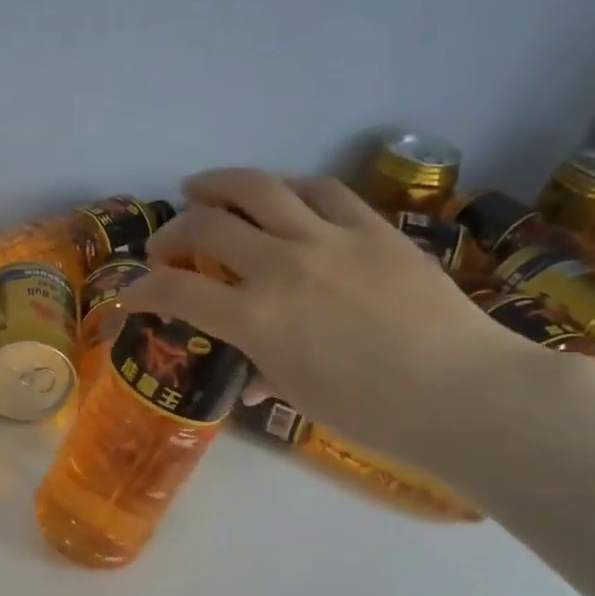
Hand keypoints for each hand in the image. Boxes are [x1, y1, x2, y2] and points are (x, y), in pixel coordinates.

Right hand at [120, 170, 542, 467]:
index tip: (131, 294)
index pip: (175, 291)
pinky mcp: (373, 226)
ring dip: (217, 184)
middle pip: (207, 226)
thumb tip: (248, 379)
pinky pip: (320, 189)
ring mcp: (329, 238)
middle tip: (166, 245)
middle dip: (172, 233)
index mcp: (255, 319)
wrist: (463, 392)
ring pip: (258, 188)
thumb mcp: (297, 396)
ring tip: (199, 187)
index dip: (141, 290)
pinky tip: (279, 193)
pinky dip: (287, 188)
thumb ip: (261, 372)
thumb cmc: (371, 411)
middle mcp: (281, 266)